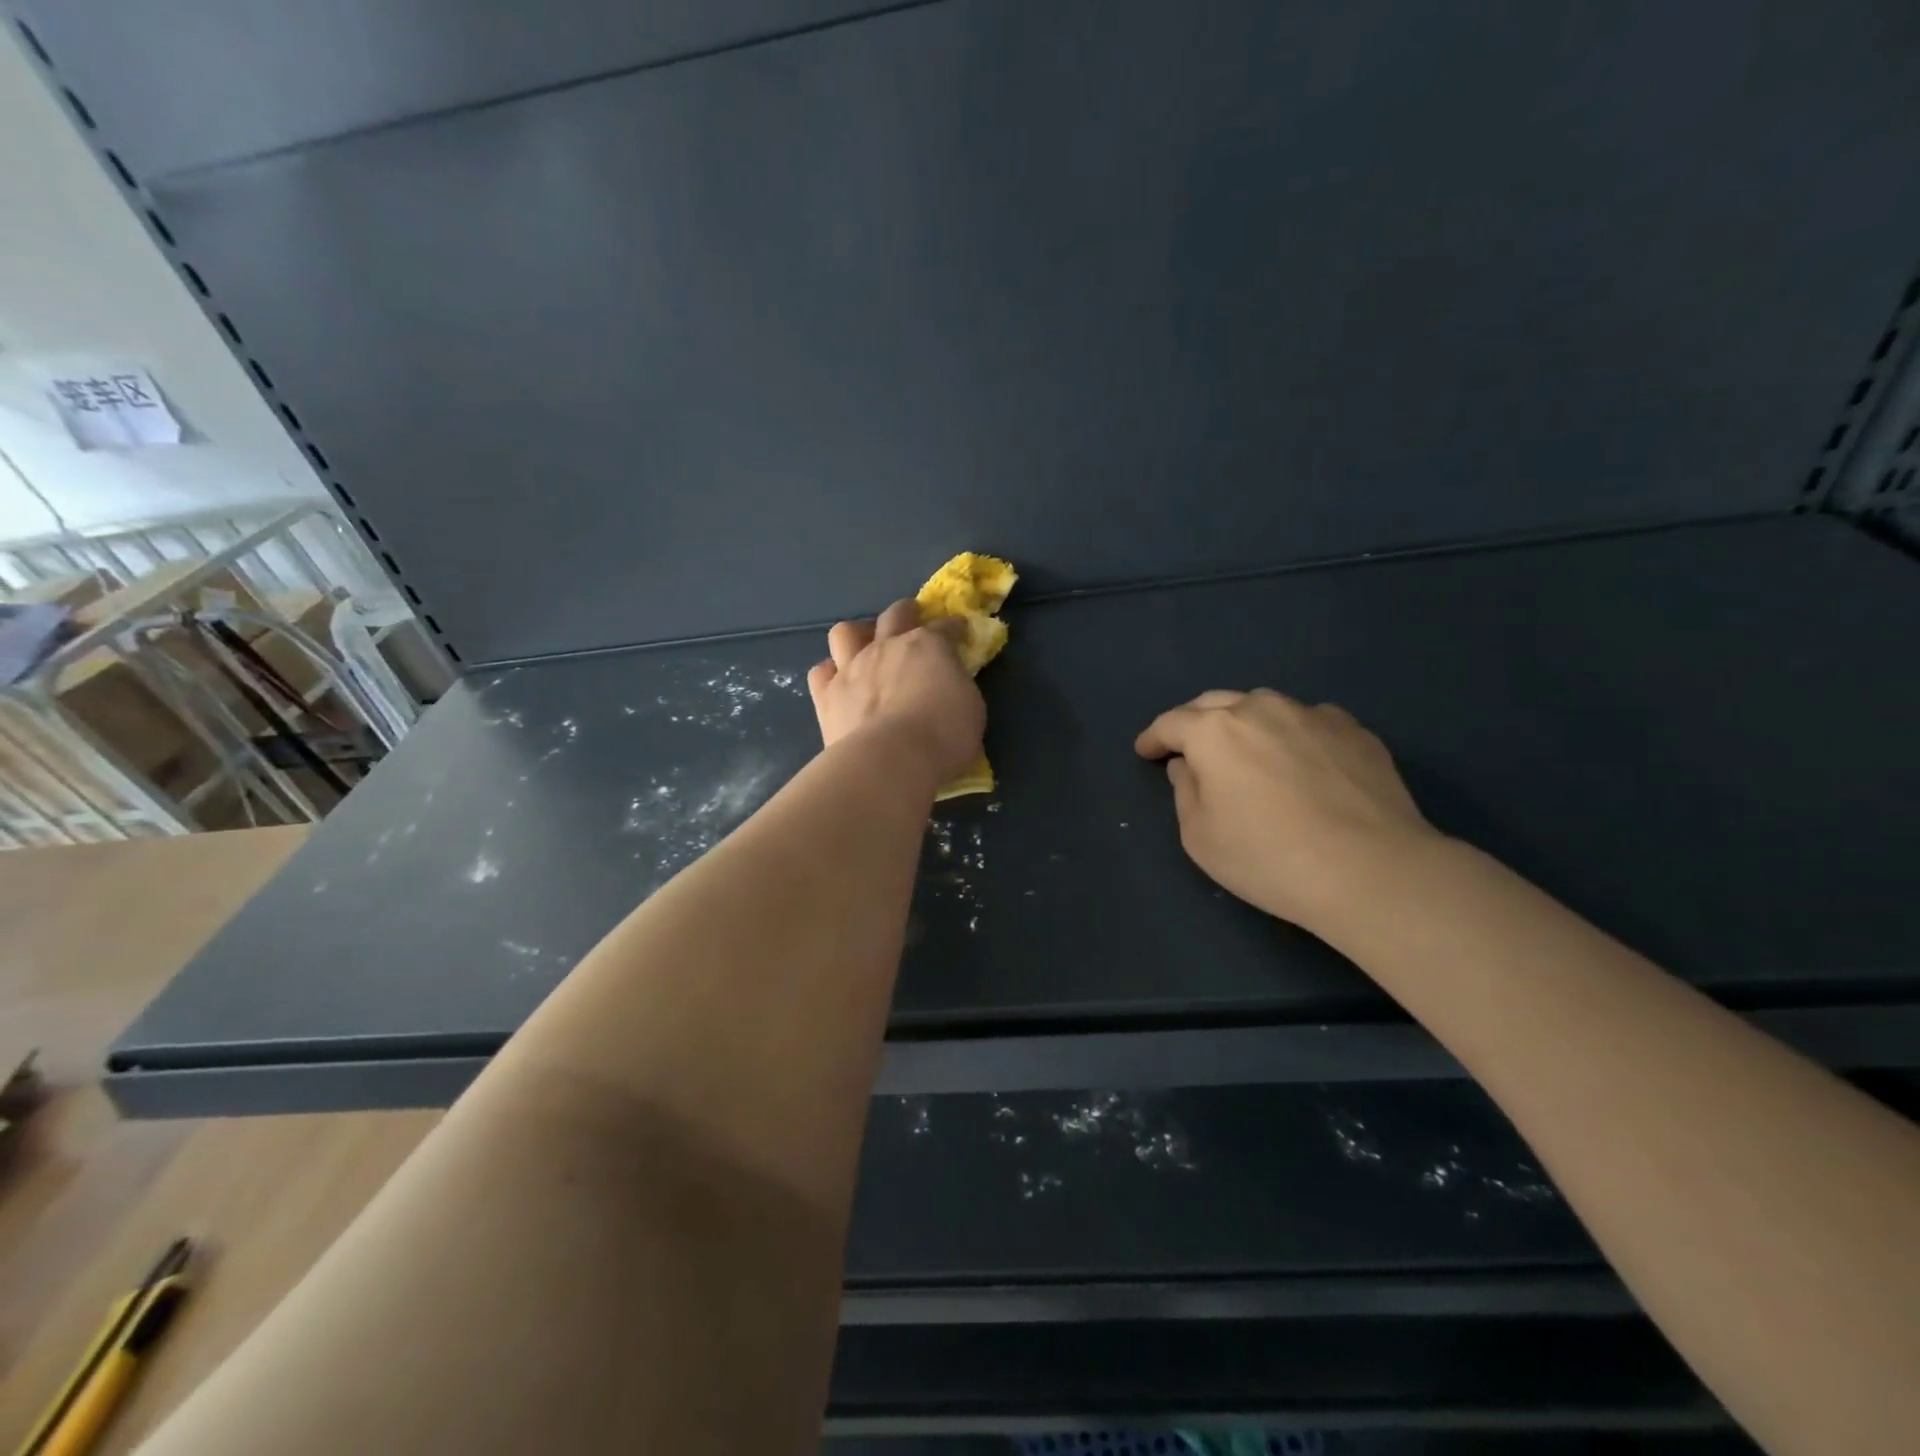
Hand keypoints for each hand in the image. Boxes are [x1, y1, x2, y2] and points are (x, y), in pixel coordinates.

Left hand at [809, 599, 983, 786]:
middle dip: (906, 612)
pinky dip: (830, 674)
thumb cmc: (943, 736)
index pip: (945, 627)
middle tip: (912, 618)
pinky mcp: (827, 695)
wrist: (891, 760)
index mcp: (928, 645)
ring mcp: (852, 668)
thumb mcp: (971, 708)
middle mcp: (887, 647)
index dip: (953, 628)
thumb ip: (956, 687)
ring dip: (857, 635)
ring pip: (846, 632)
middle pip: (895, 614)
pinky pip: (821, 672)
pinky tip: (838, 683)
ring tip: (864, 646)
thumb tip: (948, 684)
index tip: (959, 631)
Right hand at [1135, 688, 1440, 929]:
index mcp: (1214, 731)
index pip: (1170, 723)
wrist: (1371, 871)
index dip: (1153, 738)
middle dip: (1194, 722)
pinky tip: (1301, 761)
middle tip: (1188, 747)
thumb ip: (1184, 791)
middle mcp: (1260, 709)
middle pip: (1215, 703)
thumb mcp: (1200, 836)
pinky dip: (1292, 734)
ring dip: (1244, 722)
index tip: (1145, 752)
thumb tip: (1188, 765)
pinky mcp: (1354, 730)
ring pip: (1264, 706)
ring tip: (1247, 750)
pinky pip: (1308, 721)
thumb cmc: (1268, 858)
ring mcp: (1312, 714)